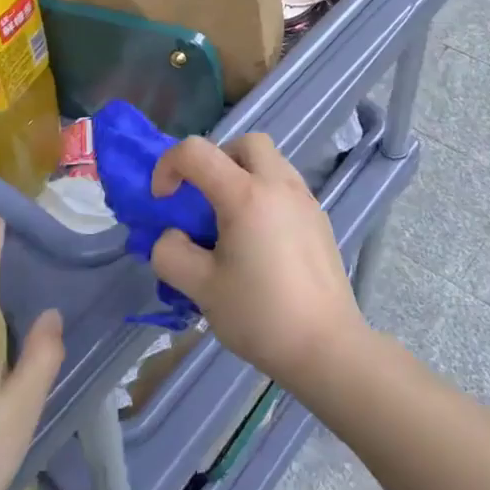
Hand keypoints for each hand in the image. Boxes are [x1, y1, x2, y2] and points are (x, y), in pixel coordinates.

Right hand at [148, 135, 366, 393]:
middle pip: (245, 143)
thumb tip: (172, 236)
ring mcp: (305, 200)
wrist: (326, 346)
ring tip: (230, 222)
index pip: (196, 151)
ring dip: (242, 175)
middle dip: (215, 159)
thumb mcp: (200, 288)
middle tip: (203, 199)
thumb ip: (171, 253)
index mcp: (246, 195)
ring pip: (270, 161)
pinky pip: (286, 186)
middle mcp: (279, 185)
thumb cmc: (260, 315)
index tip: (163, 201)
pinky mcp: (319, 219)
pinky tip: (259, 241)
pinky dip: (264, 194)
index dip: (168, 166)